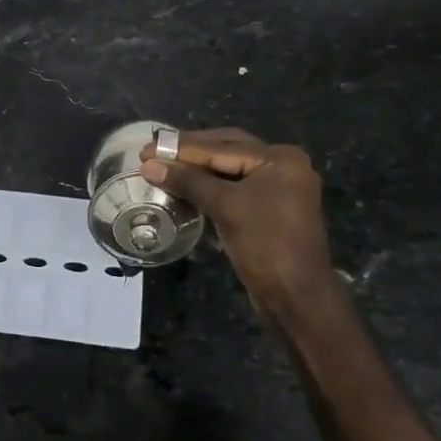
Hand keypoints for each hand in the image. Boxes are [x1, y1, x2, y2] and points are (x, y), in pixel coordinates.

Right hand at [141, 129, 338, 323]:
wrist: (295, 295)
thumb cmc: (264, 244)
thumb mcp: (224, 206)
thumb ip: (188, 181)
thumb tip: (149, 165)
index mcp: (279, 158)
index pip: (221, 146)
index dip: (181, 148)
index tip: (145, 150)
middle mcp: (283, 166)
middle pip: (227, 150)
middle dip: (190, 152)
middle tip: (153, 153)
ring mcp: (278, 188)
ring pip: (230, 169)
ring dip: (198, 169)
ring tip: (164, 168)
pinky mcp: (270, 209)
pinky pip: (234, 188)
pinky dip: (210, 186)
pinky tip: (186, 187)